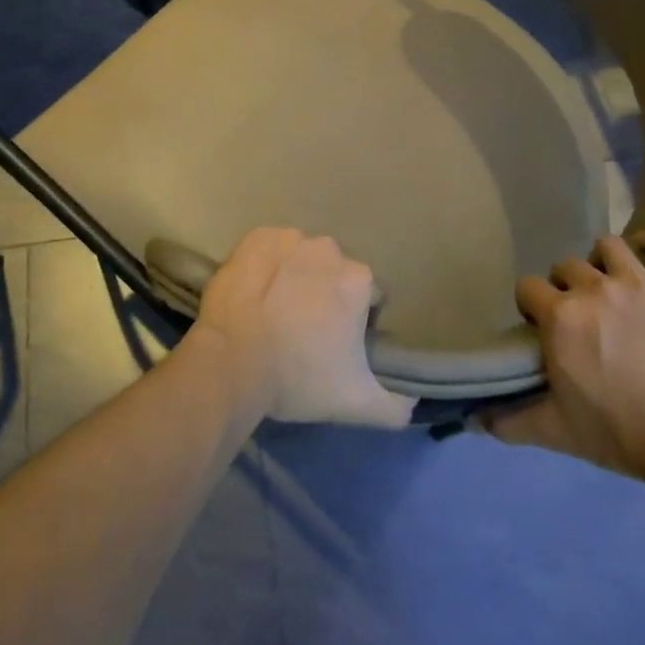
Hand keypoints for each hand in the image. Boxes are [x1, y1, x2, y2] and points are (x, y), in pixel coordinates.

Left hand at [188, 227, 414, 428]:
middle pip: (335, 274)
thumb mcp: (357, 404)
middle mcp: (329, 249)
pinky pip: (270, 249)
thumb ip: (396, 406)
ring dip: (297, 277)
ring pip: (303, 258)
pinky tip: (256, 293)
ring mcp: (289, 239)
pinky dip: (268, 265)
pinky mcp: (256, 238)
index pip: (370, 297)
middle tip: (306, 329)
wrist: (231, 362)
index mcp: (358, 280)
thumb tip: (413, 401)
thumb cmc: (298, 378)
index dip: (358, 321)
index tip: (338, 344)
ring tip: (276, 312)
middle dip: (327, 295)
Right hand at [484, 232, 644, 488]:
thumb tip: (474, 421)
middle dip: (567, 287)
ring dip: (604, 262)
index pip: (528, 287)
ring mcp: (640, 282)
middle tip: (581, 315)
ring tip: (612, 285)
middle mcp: (594, 288)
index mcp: (560, 316)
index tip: (542, 326)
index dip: (532, 305)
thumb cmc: (621, 434)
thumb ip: (511, 422)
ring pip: (609, 246)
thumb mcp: (557, 431)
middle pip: (566, 265)